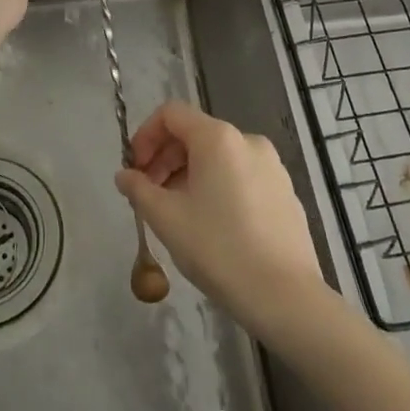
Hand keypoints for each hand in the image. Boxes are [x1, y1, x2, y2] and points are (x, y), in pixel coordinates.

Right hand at [115, 101, 323, 335]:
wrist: (285, 296)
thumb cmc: (218, 249)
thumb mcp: (166, 219)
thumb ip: (139, 189)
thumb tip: (124, 175)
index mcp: (218, 138)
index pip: (171, 114)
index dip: (145, 135)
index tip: (135, 170)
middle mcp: (248, 140)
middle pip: (195, 134)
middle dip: (166, 159)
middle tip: (150, 195)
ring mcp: (272, 166)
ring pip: (219, 157)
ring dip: (190, 175)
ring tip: (178, 214)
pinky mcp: (285, 192)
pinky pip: (242, 176)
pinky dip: (218, 188)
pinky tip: (213, 227)